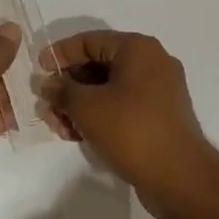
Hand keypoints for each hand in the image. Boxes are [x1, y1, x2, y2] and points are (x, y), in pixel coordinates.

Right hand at [40, 31, 218, 218]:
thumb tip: (47, 83)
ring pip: (108, 89)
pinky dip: (99, 116)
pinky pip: (121, 106)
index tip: (38, 71)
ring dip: (80, 105)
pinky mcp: (158, 116)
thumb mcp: (87, 107)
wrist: (180, 178)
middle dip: (68, 86)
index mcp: (138, 49)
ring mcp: (158, 91)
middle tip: (46, 106)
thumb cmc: (131, 130)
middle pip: (98, 65)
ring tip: (59, 127)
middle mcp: (151, 63)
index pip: (89, 40)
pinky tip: (78, 135)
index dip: (60, 54)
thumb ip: (62, 90)